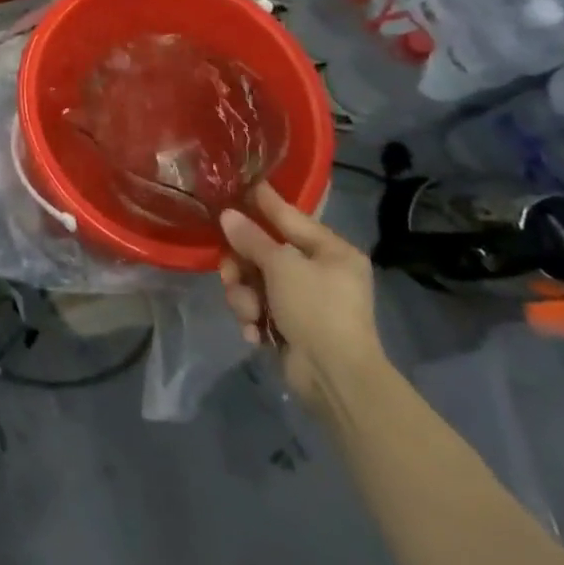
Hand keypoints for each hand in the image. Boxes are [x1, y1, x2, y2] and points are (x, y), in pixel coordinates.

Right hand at [219, 184, 386, 417]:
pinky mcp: (292, 327)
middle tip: (229, 273)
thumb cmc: (317, 309)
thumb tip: (227, 215)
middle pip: (265, 252)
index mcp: (331, 251)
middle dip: (243, 265)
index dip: (263, 201)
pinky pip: (260, 309)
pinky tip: (255, 333)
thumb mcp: (282, 266)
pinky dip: (254, 319)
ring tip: (248, 313)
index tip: (239, 185)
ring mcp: (305, 302)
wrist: (336, 379)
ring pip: (257, 282)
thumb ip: (252, 238)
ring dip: (245, 297)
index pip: (290, 216)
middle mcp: (320, 272)